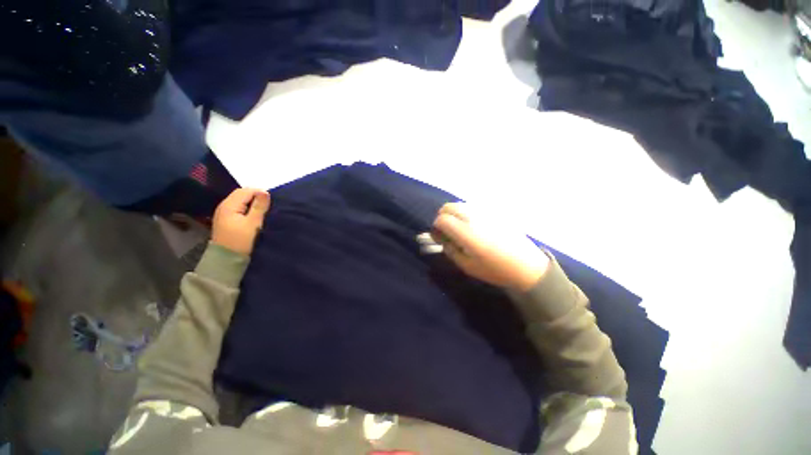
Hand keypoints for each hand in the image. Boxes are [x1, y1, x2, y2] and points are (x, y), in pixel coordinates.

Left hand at [211, 188, 270, 255]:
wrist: (226, 259)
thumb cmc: (241, 240)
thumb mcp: (253, 223)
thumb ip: (259, 207)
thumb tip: (265, 192)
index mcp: (229, 205)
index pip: (246, 191)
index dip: (259, 193)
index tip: (271, 201)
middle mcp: (224, 206)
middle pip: (241, 194)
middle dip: (255, 196)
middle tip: (268, 205)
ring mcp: (223, 213)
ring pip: (240, 201)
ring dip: (252, 203)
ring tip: (263, 210)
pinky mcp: (226, 220)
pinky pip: (238, 208)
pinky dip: (247, 208)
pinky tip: (254, 215)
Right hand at [431, 203, 549, 291]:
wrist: (527, 265)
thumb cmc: (495, 269)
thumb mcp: (467, 266)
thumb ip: (451, 251)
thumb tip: (443, 240)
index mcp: (467, 232)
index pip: (442, 219)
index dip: (436, 227)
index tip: (439, 236)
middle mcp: (474, 217)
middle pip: (449, 206)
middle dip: (443, 216)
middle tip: (447, 230)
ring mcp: (485, 212)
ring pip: (461, 204)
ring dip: (454, 214)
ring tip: (460, 228)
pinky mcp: (494, 212)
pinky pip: (473, 207)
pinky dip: (466, 213)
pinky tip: (474, 226)